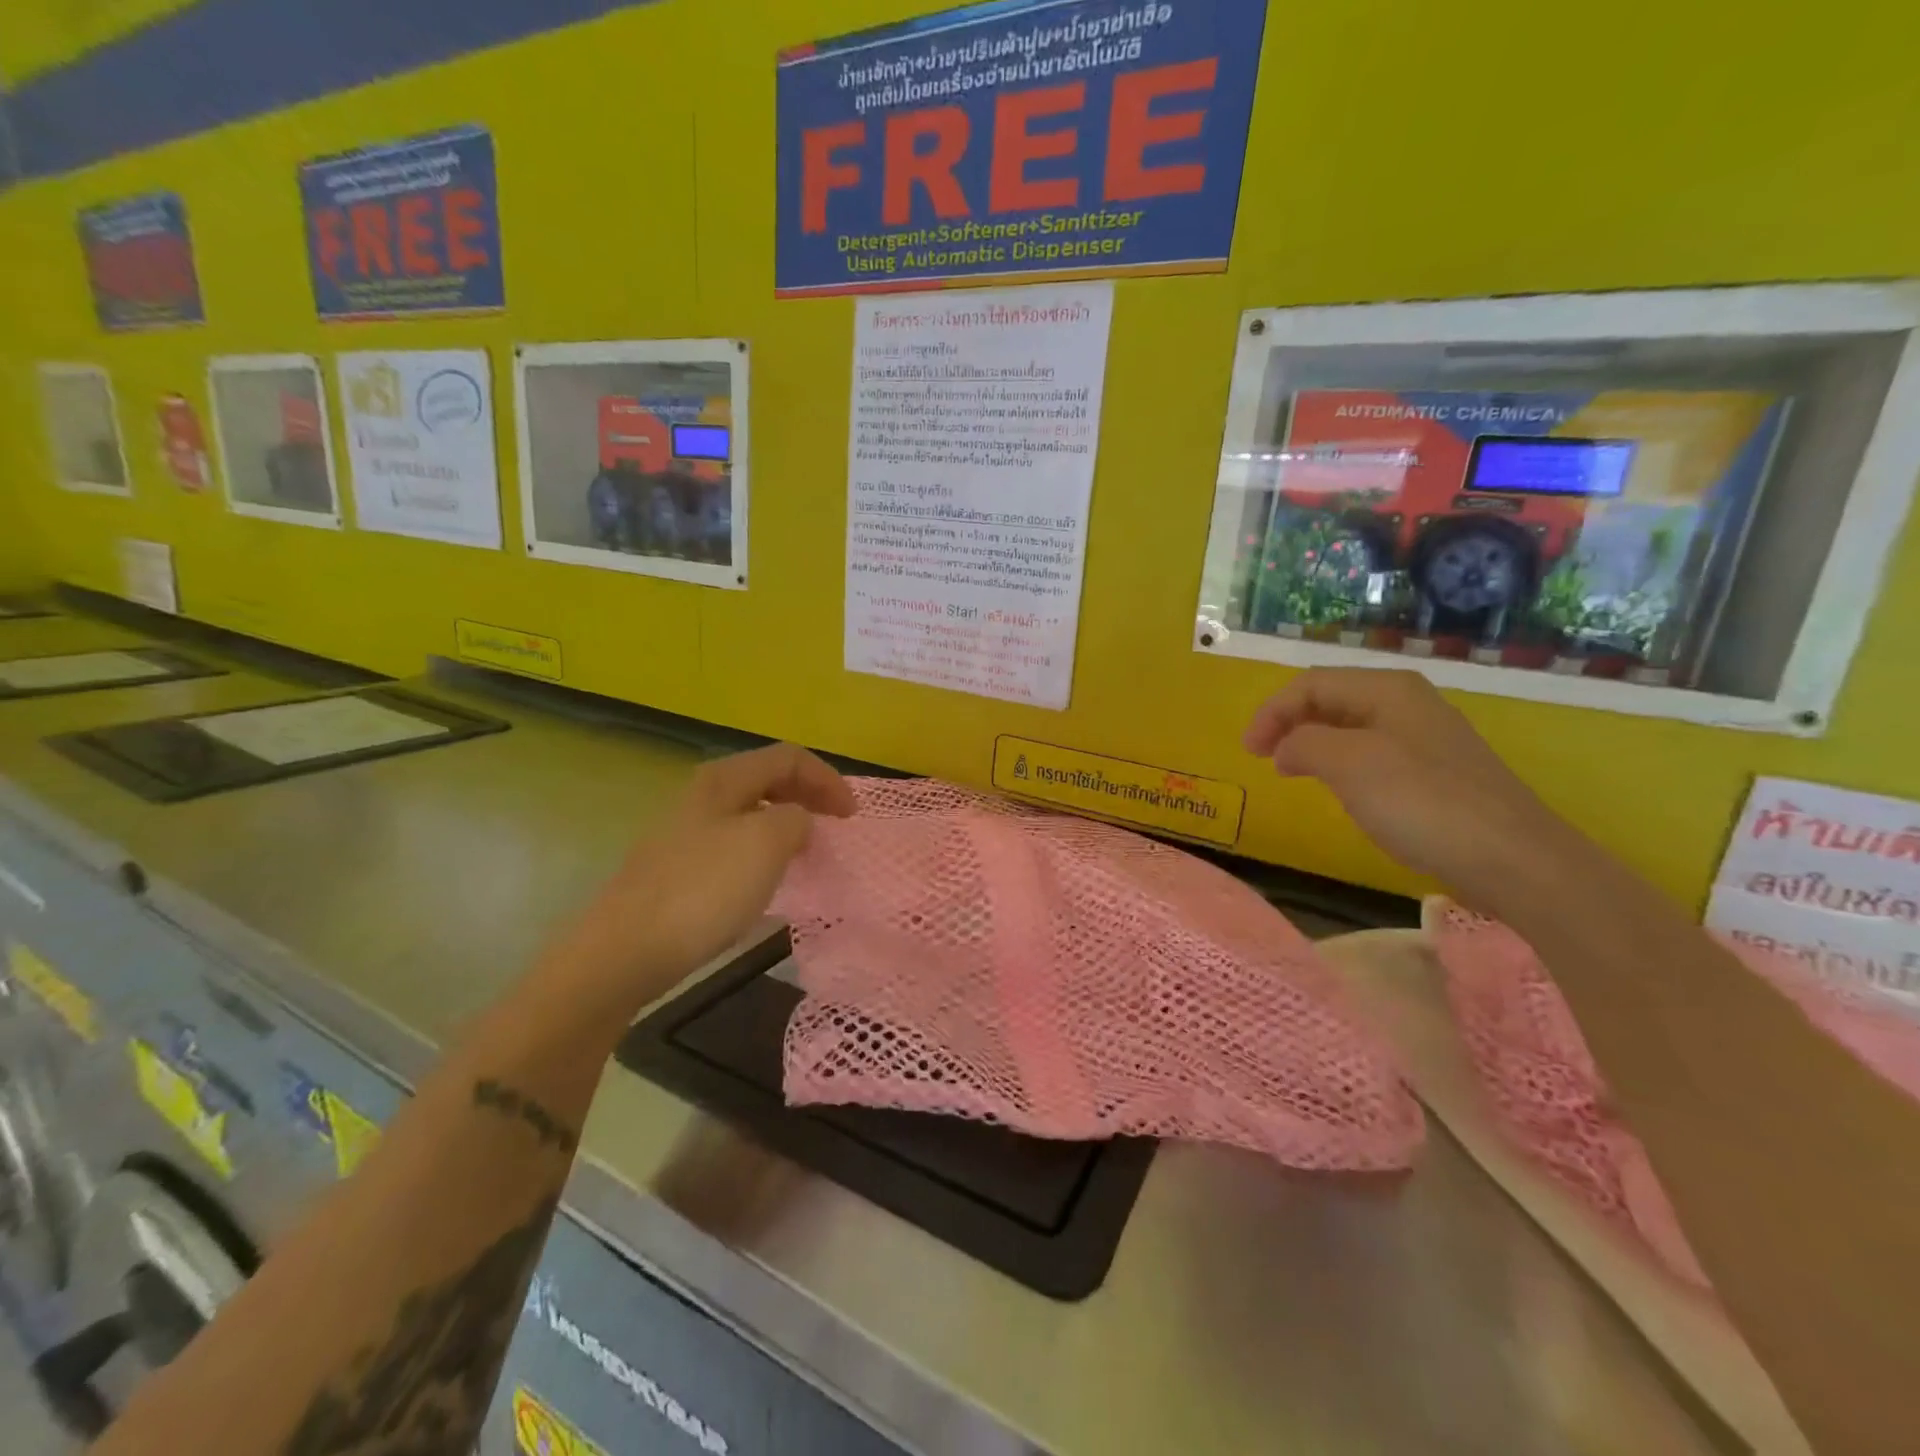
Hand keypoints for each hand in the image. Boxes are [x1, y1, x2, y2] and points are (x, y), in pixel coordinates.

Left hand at [540, 744, 855, 1020]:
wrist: (626, 950)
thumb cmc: (704, 889)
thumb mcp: (766, 843)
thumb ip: (796, 819)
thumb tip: (797, 822)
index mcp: (724, 779)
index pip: (789, 757)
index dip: (827, 778)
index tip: (852, 816)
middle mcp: (703, 795)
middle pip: (768, 779)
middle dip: (809, 796)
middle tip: (836, 827)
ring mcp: (686, 832)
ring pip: (751, 813)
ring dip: (787, 824)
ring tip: (810, 852)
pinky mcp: (678, 867)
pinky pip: (735, 844)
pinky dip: (764, 851)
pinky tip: (769, 880)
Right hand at [1243, 667, 1578, 900]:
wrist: (1512, 858)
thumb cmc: (1422, 801)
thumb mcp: (1348, 764)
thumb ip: (1304, 744)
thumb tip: (1286, 749)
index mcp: (1387, 689)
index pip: (1311, 684)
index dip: (1272, 712)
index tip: (1249, 752)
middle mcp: (1407, 703)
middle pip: (1331, 700)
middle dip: (1290, 723)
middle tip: (1264, 758)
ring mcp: (1425, 737)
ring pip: (1350, 727)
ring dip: (1313, 744)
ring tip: (1292, 772)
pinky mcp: (1435, 772)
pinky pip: (1372, 754)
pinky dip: (1340, 764)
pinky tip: (1341, 791)